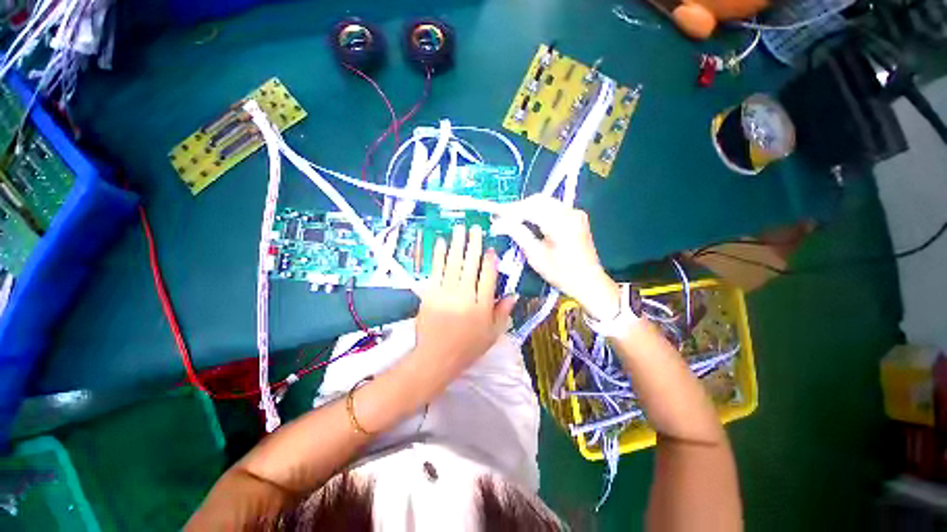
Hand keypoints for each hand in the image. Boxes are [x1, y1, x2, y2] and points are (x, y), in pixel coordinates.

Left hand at [409, 224, 517, 390]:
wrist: (436, 358)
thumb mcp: (492, 334)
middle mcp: (465, 297)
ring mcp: (446, 294)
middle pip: (471, 265)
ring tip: (459, 228)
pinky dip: (438, 256)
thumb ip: (503, 313)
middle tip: (475, 228)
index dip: (490, 261)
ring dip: (457, 244)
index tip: (490, 249)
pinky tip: (441, 243)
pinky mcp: (430, 294)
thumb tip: (514, 294)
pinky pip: (436, 271)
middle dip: (473, 244)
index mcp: (482, 307)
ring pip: (454, 264)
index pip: (488, 277)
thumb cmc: (467, 348)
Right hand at [493, 195, 619, 319]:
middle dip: (519, 207)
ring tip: (513, 220)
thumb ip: (519, 234)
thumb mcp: (536, 256)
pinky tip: (530, 221)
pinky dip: (539, 212)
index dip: (510, 211)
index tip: (496, 216)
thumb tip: (500, 223)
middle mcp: (570, 212)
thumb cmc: (562, 273)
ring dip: (528, 209)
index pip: (530, 208)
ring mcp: (575, 213)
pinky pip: (553, 208)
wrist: (589, 281)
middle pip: (538, 200)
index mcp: (561, 222)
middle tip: (503, 218)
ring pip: (546, 202)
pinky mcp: (577, 217)